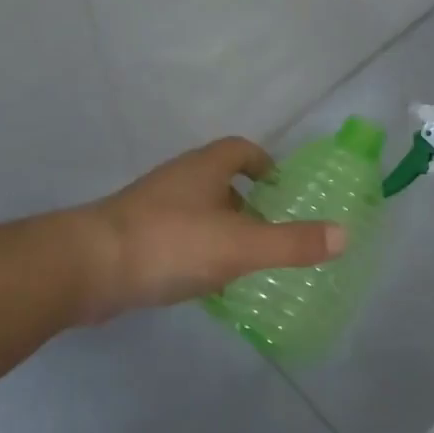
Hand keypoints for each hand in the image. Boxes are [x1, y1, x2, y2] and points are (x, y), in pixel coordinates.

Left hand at [82, 137, 345, 320]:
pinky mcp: (133, 237)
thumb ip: (292, 242)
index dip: (264, 163)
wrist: (89, 267)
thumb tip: (344, 235)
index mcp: (205, 168)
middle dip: (247, 202)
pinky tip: (205, 283)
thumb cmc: (170, 243)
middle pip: (220, 180)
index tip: (281, 189)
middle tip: (271, 232)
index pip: (240, 150)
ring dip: (222, 229)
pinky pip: (177, 237)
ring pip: (197, 211)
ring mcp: (152, 208)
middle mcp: (178, 180)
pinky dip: (197, 252)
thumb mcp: (240, 245)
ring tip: (244, 262)